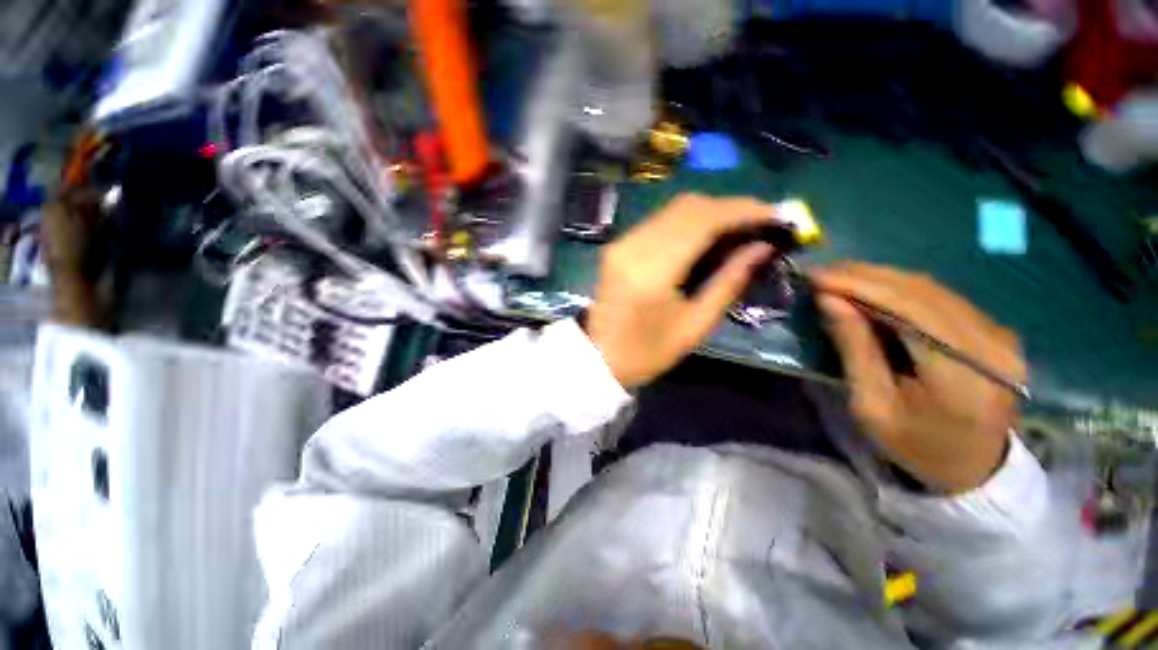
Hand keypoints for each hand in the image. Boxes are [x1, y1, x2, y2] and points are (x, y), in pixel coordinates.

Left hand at [585, 194, 776, 387]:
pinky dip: (688, 222)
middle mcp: (634, 246)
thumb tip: (762, 248)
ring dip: (710, 213)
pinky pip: (659, 221)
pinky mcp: (618, 245)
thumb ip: (729, 282)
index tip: (775, 215)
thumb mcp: (695, 325)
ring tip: (737, 231)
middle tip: (759, 224)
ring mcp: (622, 242)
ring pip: (673, 209)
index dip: (742, 211)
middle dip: (729, 208)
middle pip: (688, 206)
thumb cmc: (647, 351)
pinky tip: (705, 237)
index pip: (702, 220)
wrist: (599, 356)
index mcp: (652, 270)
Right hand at [813, 264, 1025, 492]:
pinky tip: (872, 290)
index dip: (861, 286)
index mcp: (962, 376)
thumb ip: (854, 349)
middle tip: (822, 273)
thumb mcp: (871, 405)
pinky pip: (941, 298)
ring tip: (839, 277)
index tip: (818, 277)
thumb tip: (829, 300)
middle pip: (923, 292)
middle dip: (866, 277)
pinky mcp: (994, 332)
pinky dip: (900, 289)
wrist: (973, 469)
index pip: (911, 310)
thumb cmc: (915, 446)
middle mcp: (992, 346)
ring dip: (881, 279)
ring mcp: (1000, 335)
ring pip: (932, 289)